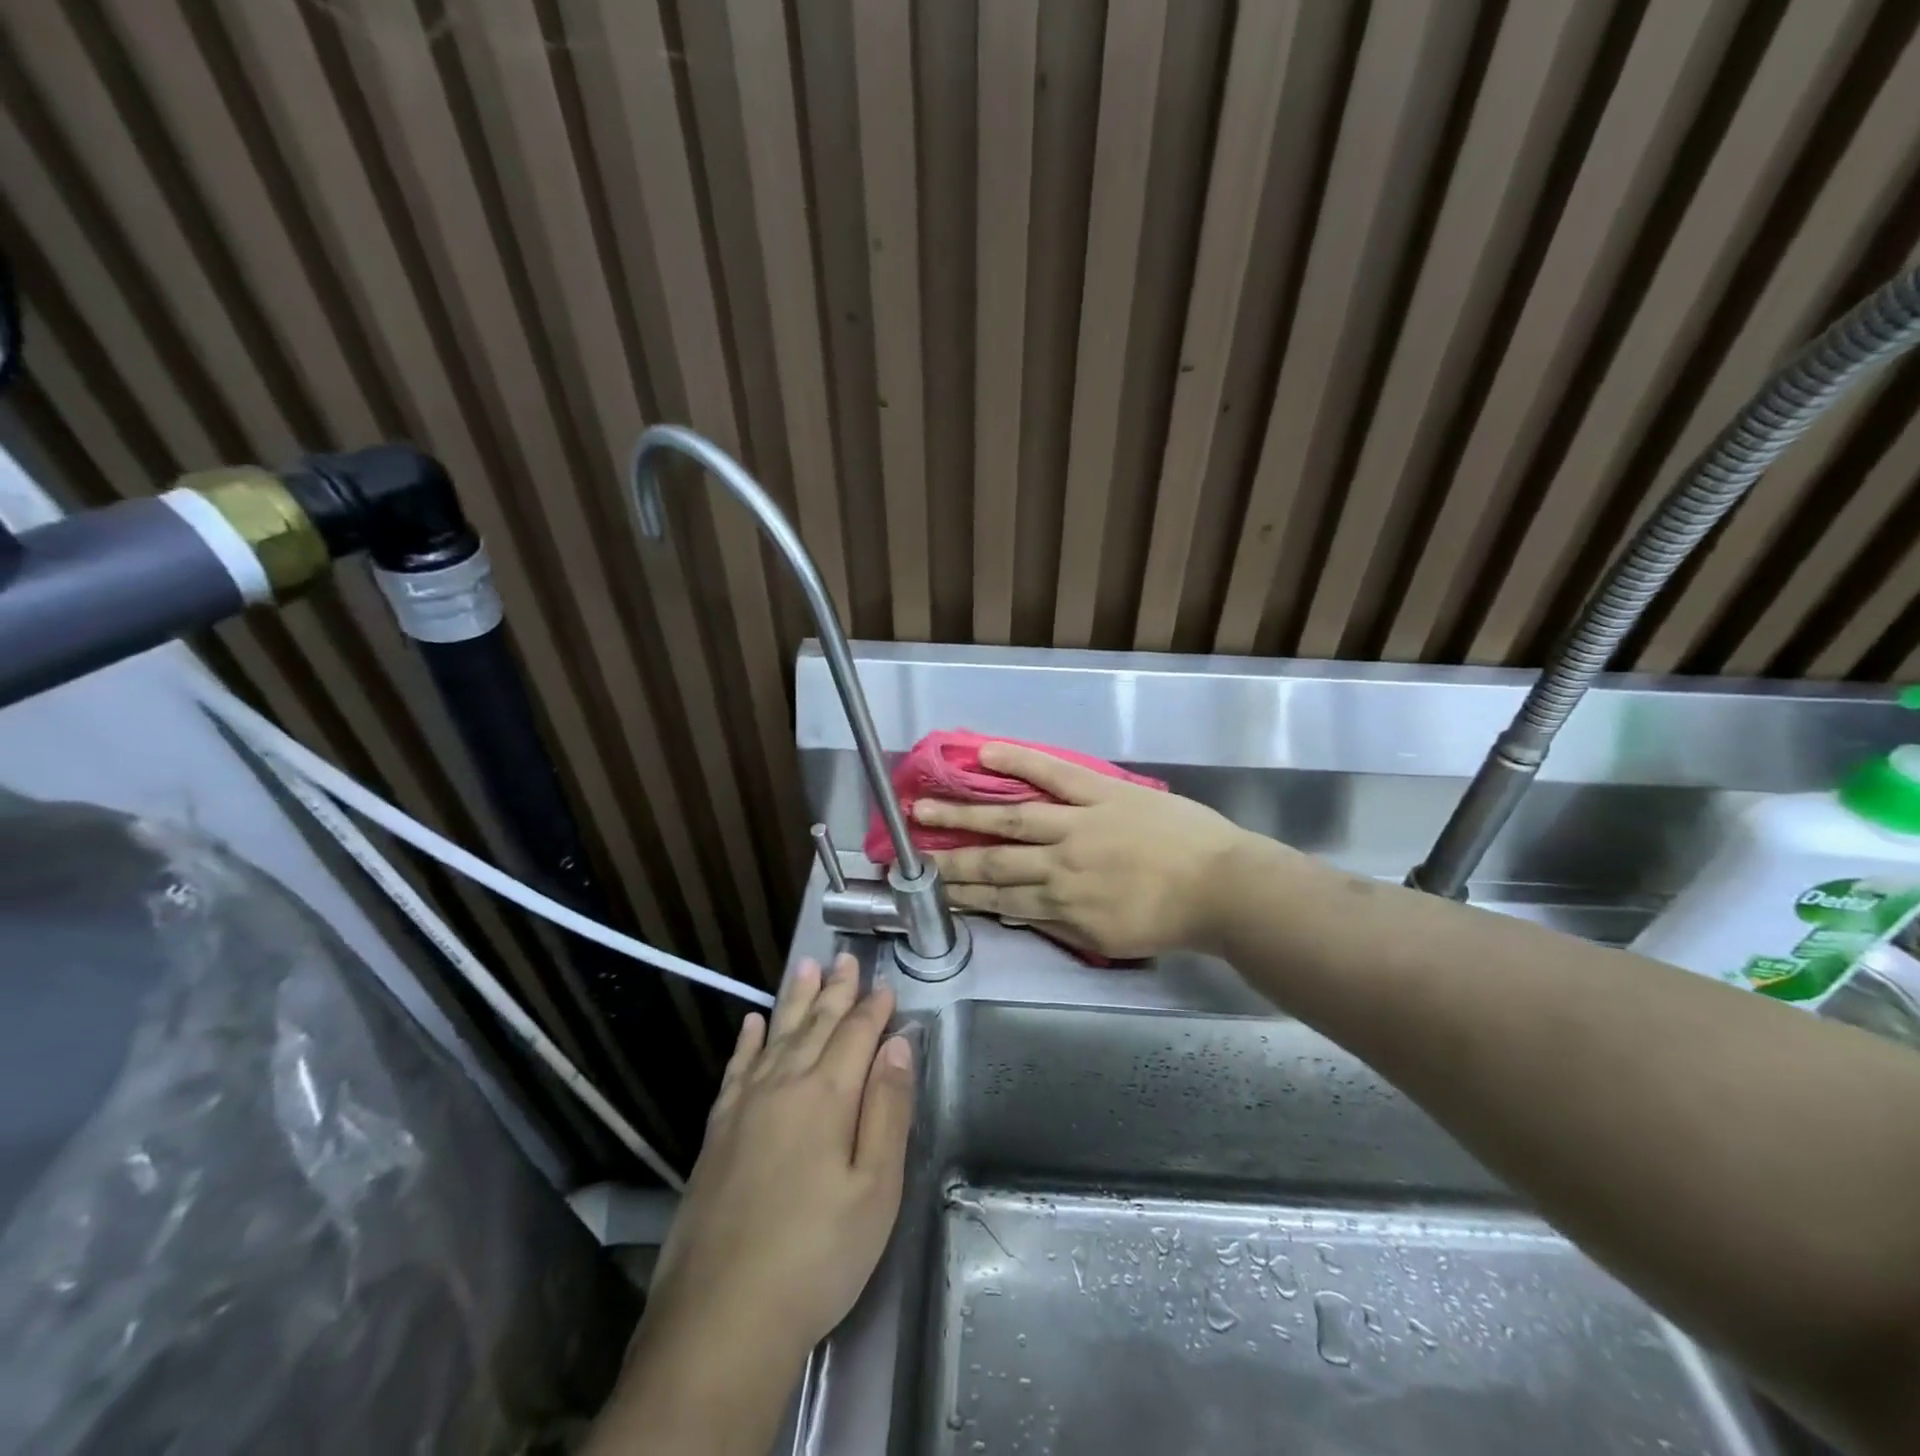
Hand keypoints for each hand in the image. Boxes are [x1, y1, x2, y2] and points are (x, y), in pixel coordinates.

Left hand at [640, 954, 913, 1368]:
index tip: (885, 984)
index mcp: (826, 1096)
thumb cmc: (817, 1255)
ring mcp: (744, 1107)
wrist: (722, 1318)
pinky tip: (752, 1022)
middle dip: (836, 990)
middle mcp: (783, 1086)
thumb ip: (887, 1110)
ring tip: (806, 966)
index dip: (873, 1008)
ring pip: (777, 1035)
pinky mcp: (716, 1132)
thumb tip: (899, 1046)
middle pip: (816, 1025)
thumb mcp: (875, 1189)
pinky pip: (736, 1068)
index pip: (856, 1035)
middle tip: (846, 957)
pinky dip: (747, 1041)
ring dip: (795, 1000)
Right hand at [915, 742, 1259, 958]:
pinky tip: (982, 753)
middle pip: (990, 863)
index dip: (960, 895)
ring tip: (922, 808)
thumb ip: (1062, 924)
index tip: (930, 890)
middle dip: (945, 860)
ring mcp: (1076, 825)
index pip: (998, 900)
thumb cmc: (1171, 919)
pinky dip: (1017, 763)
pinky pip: (1052, 774)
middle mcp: (1056, 866)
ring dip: (961, 816)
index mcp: (1061, 906)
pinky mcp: (1099, 793)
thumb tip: (1021, 910)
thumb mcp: (1110, 939)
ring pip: (1007, 820)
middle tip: (906, 854)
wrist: (1223, 888)